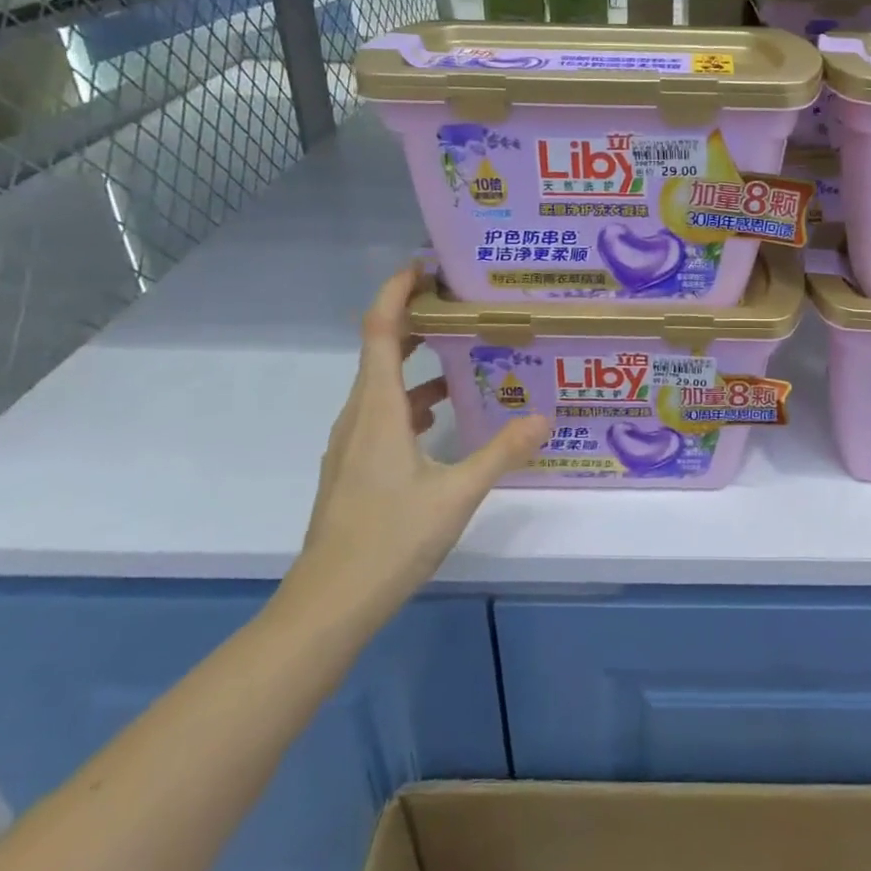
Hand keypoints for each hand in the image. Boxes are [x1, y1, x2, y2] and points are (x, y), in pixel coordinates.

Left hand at [295, 267, 549, 616]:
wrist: (327, 606)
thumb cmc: (389, 540)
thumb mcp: (457, 494)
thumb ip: (501, 452)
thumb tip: (543, 417)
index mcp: (377, 408)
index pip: (381, 328)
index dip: (398, 290)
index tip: (426, 264)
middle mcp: (358, 415)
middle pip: (382, 349)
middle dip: (417, 319)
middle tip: (462, 305)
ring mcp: (351, 444)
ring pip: (384, 385)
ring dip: (419, 363)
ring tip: (466, 358)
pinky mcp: (353, 468)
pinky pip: (384, 414)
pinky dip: (413, 400)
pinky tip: (444, 420)